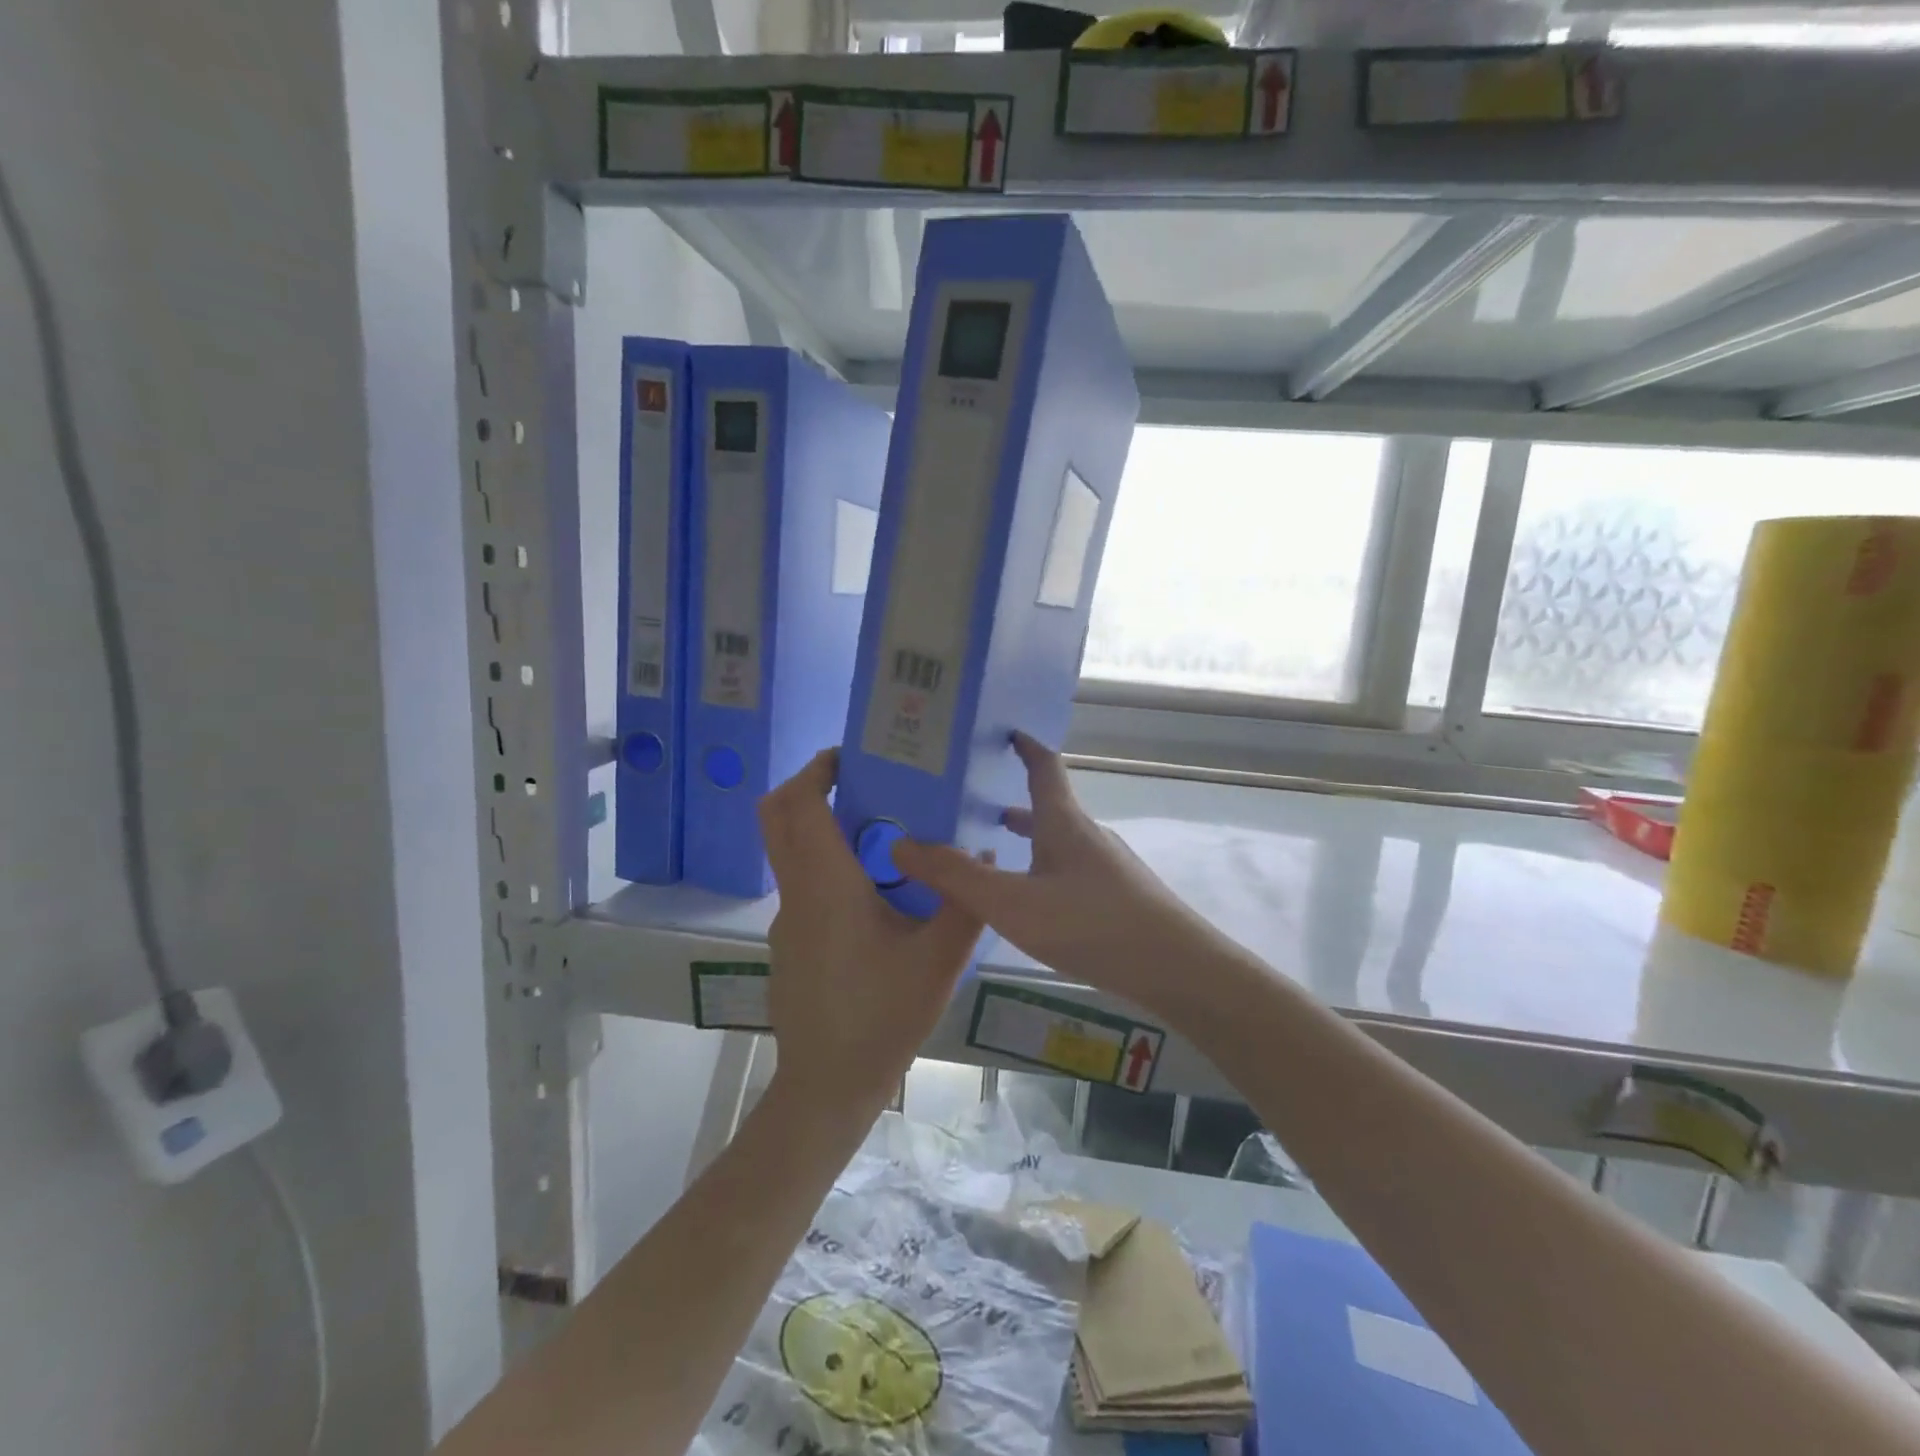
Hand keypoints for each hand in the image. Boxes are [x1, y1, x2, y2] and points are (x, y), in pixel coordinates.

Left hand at [759, 749, 985, 1117]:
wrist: (827, 1088)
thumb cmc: (882, 1018)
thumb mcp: (939, 960)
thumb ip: (965, 903)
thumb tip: (984, 859)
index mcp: (826, 886)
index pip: (799, 804)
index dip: (817, 768)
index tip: (853, 756)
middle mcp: (797, 893)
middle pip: (777, 817)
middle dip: (810, 786)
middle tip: (862, 781)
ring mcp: (787, 920)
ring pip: (789, 850)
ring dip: (822, 826)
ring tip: (883, 830)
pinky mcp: (790, 942)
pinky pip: (802, 884)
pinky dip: (827, 864)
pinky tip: (876, 893)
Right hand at [892, 733, 1225, 1018]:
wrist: (1177, 968)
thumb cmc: (1091, 924)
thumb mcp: (1012, 903)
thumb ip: (956, 877)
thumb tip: (901, 844)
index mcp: (1063, 822)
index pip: (1044, 767)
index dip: (1025, 747)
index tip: (1005, 731)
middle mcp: (1087, 835)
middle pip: (1049, 806)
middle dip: (1015, 799)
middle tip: (976, 802)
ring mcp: (1108, 866)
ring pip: (1060, 840)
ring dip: (1029, 837)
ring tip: (997, 847)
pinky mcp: (1120, 897)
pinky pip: (1071, 869)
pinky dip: (1045, 868)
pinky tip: (1036, 899)